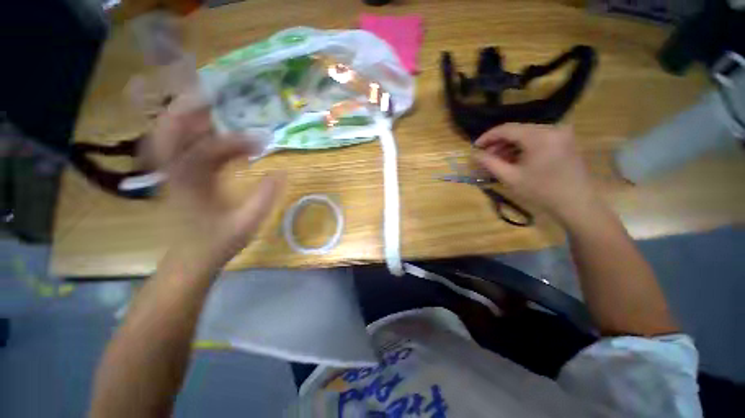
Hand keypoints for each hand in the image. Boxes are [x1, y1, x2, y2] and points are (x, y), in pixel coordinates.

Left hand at [150, 92, 284, 273]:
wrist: (191, 259)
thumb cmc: (218, 243)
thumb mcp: (247, 223)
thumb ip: (265, 197)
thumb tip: (282, 171)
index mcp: (188, 184)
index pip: (207, 150)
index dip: (236, 142)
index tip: (262, 142)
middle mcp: (173, 173)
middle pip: (169, 130)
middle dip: (190, 109)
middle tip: (215, 95)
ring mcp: (172, 174)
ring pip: (172, 136)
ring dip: (191, 119)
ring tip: (215, 108)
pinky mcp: (177, 177)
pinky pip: (182, 148)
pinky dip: (196, 137)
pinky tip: (217, 137)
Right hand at [473, 123, 598, 222]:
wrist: (576, 203)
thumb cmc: (541, 191)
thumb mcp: (511, 178)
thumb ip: (490, 163)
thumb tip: (474, 155)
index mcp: (539, 136)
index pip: (506, 129)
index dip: (488, 136)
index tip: (475, 147)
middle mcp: (552, 128)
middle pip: (517, 130)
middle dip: (498, 143)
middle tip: (486, 156)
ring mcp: (560, 133)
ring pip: (527, 134)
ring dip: (510, 146)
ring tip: (498, 160)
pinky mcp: (564, 140)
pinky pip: (538, 139)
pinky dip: (523, 147)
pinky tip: (514, 159)